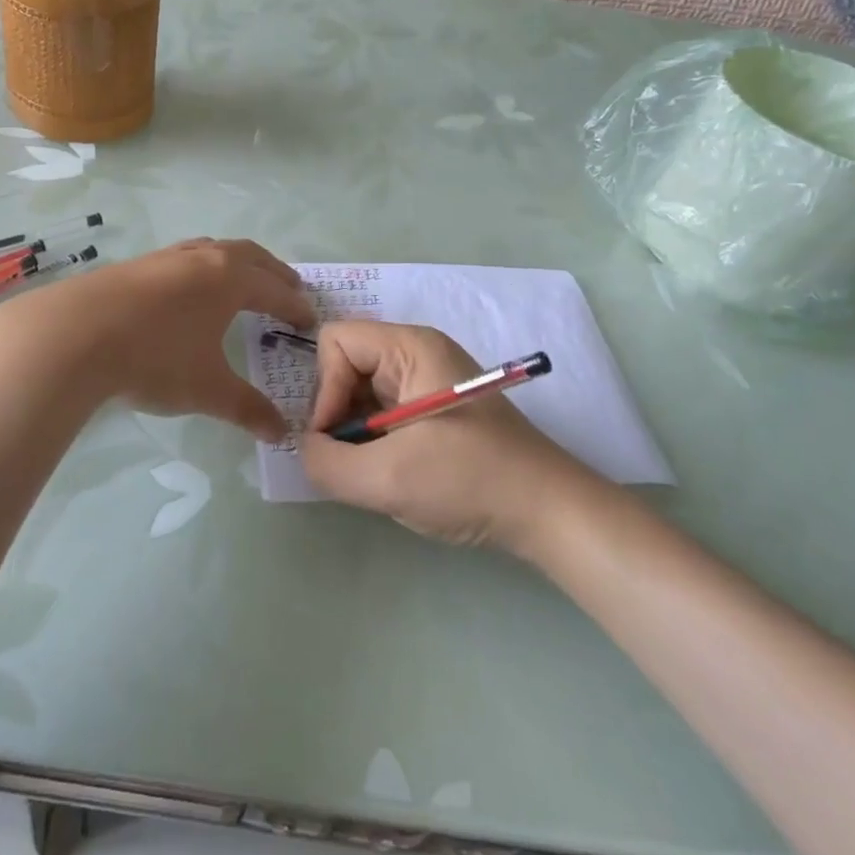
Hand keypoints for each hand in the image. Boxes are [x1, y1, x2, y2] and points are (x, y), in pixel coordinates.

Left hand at [0, 238, 312, 439]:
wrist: (74, 335)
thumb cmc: (155, 358)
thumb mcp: (208, 390)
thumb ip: (247, 409)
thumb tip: (280, 433)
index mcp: (229, 280)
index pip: (275, 290)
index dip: (295, 306)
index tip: (310, 320)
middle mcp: (202, 259)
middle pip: (250, 256)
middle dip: (273, 273)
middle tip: (290, 288)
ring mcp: (166, 258)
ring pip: (213, 250)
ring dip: (237, 263)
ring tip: (242, 280)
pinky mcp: (135, 265)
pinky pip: (184, 258)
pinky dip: (202, 268)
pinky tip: (187, 289)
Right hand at [300, 322, 580, 551]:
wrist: (549, 514)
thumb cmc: (471, 481)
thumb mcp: (388, 478)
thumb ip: (327, 463)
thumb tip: (306, 449)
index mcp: (410, 347)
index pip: (336, 341)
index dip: (323, 388)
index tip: (334, 438)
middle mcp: (417, 353)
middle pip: (346, 365)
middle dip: (337, 413)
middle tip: (349, 460)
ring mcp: (428, 381)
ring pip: (361, 392)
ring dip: (354, 433)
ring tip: (372, 472)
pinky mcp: (434, 409)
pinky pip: (382, 412)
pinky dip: (373, 442)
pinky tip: (391, 473)